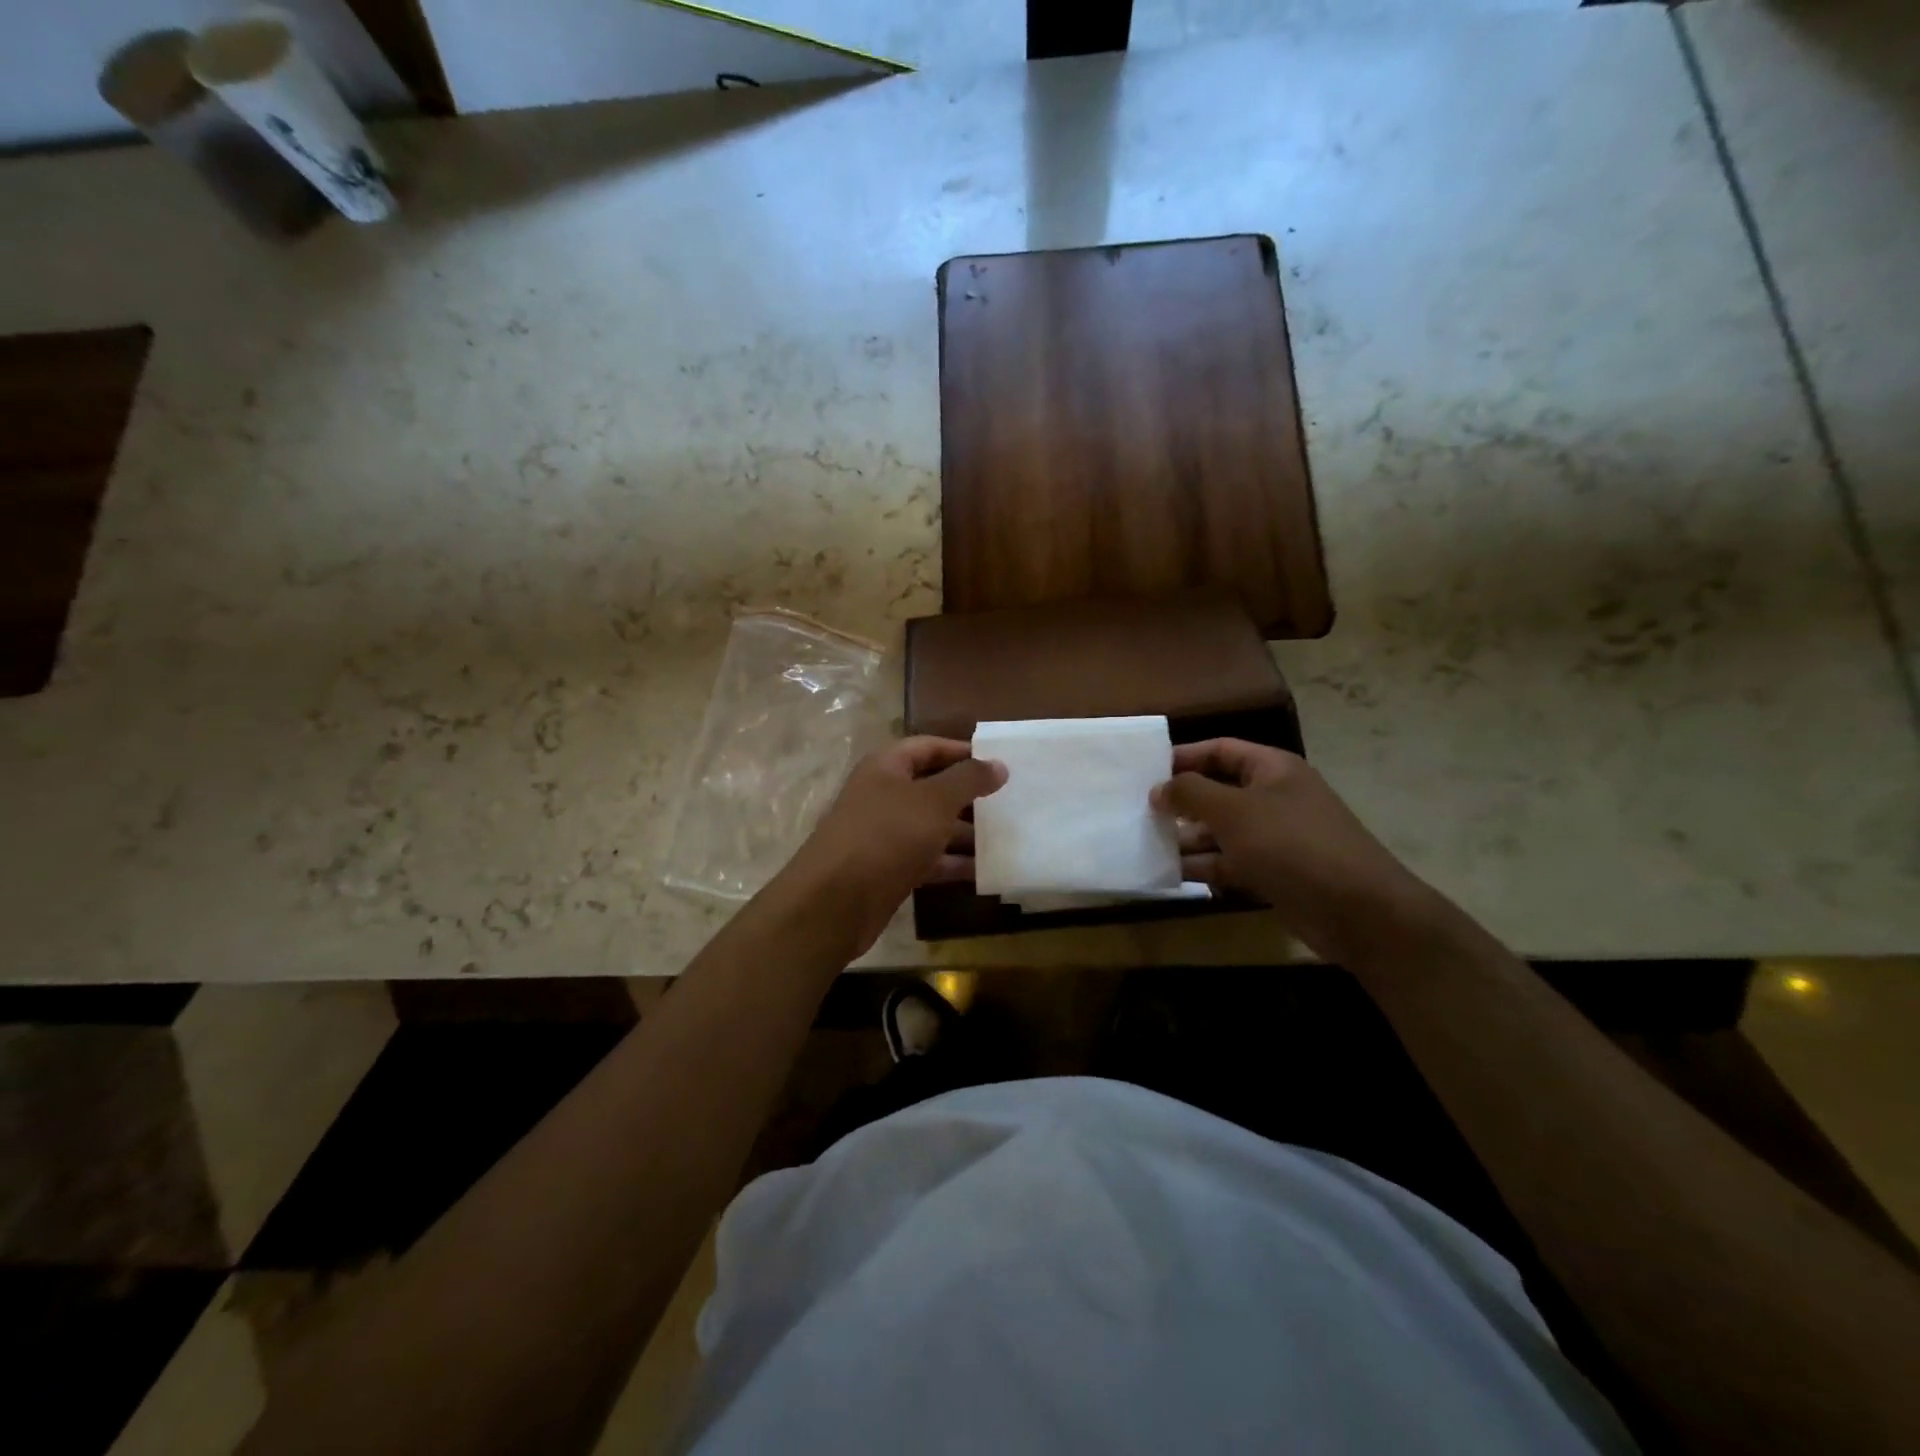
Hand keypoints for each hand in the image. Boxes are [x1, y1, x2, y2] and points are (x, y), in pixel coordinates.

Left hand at [780, 737, 1006, 955]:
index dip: (963, 751)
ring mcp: (883, 834)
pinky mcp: (887, 869)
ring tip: (1005, 838)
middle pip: (932, 787)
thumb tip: (999, 764)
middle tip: (1009, 802)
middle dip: (968, 795)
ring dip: (965, 833)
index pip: (929, 746)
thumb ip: (969, 780)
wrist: (835, 901)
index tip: (999, 763)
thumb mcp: (934, 801)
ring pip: (931, 826)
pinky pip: (926, 859)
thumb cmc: (887, 835)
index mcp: (886, 767)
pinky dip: (952, 863)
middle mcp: (882, 795)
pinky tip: (984, 872)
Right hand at [1152, 739, 1435, 962]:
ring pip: (1221, 832)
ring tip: (1145, 845)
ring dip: (1187, 839)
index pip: (1220, 750)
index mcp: (1272, 769)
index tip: (1144, 771)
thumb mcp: (1234, 811)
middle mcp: (1274, 798)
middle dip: (1180, 802)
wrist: (1357, 910)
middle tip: (1138, 812)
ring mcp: (1275, 838)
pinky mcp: (1274, 873)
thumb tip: (1158, 788)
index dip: (1183, 756)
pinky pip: (1231, 863)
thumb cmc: (1292, 845)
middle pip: (1218, 791)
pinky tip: (1171, 874)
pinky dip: (1204, 867)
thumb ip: (1191, 793)